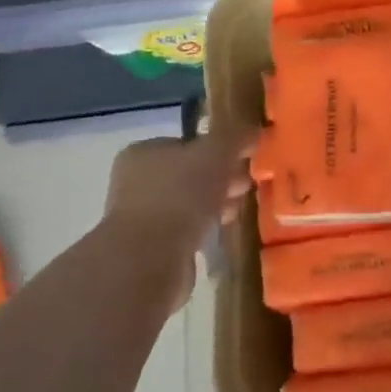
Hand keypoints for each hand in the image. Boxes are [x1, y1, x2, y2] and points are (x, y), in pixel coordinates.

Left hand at [101, 126, 255, 305]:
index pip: (188, 143)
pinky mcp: (150, 249)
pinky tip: (220, 232)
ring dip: (215, 205)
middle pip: (189, 173)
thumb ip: (236, 137)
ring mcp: (140, 217)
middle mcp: (136, 182)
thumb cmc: (181, 194)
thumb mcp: (217, 152)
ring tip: (237, 211)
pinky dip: (204, 229)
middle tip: (246, 186)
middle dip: (221, 179)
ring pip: (189, 203)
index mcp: (143, 152)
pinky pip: (186, 230)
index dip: (219, 150)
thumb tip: (254, 131)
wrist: (150, 260)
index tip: (244, 161)